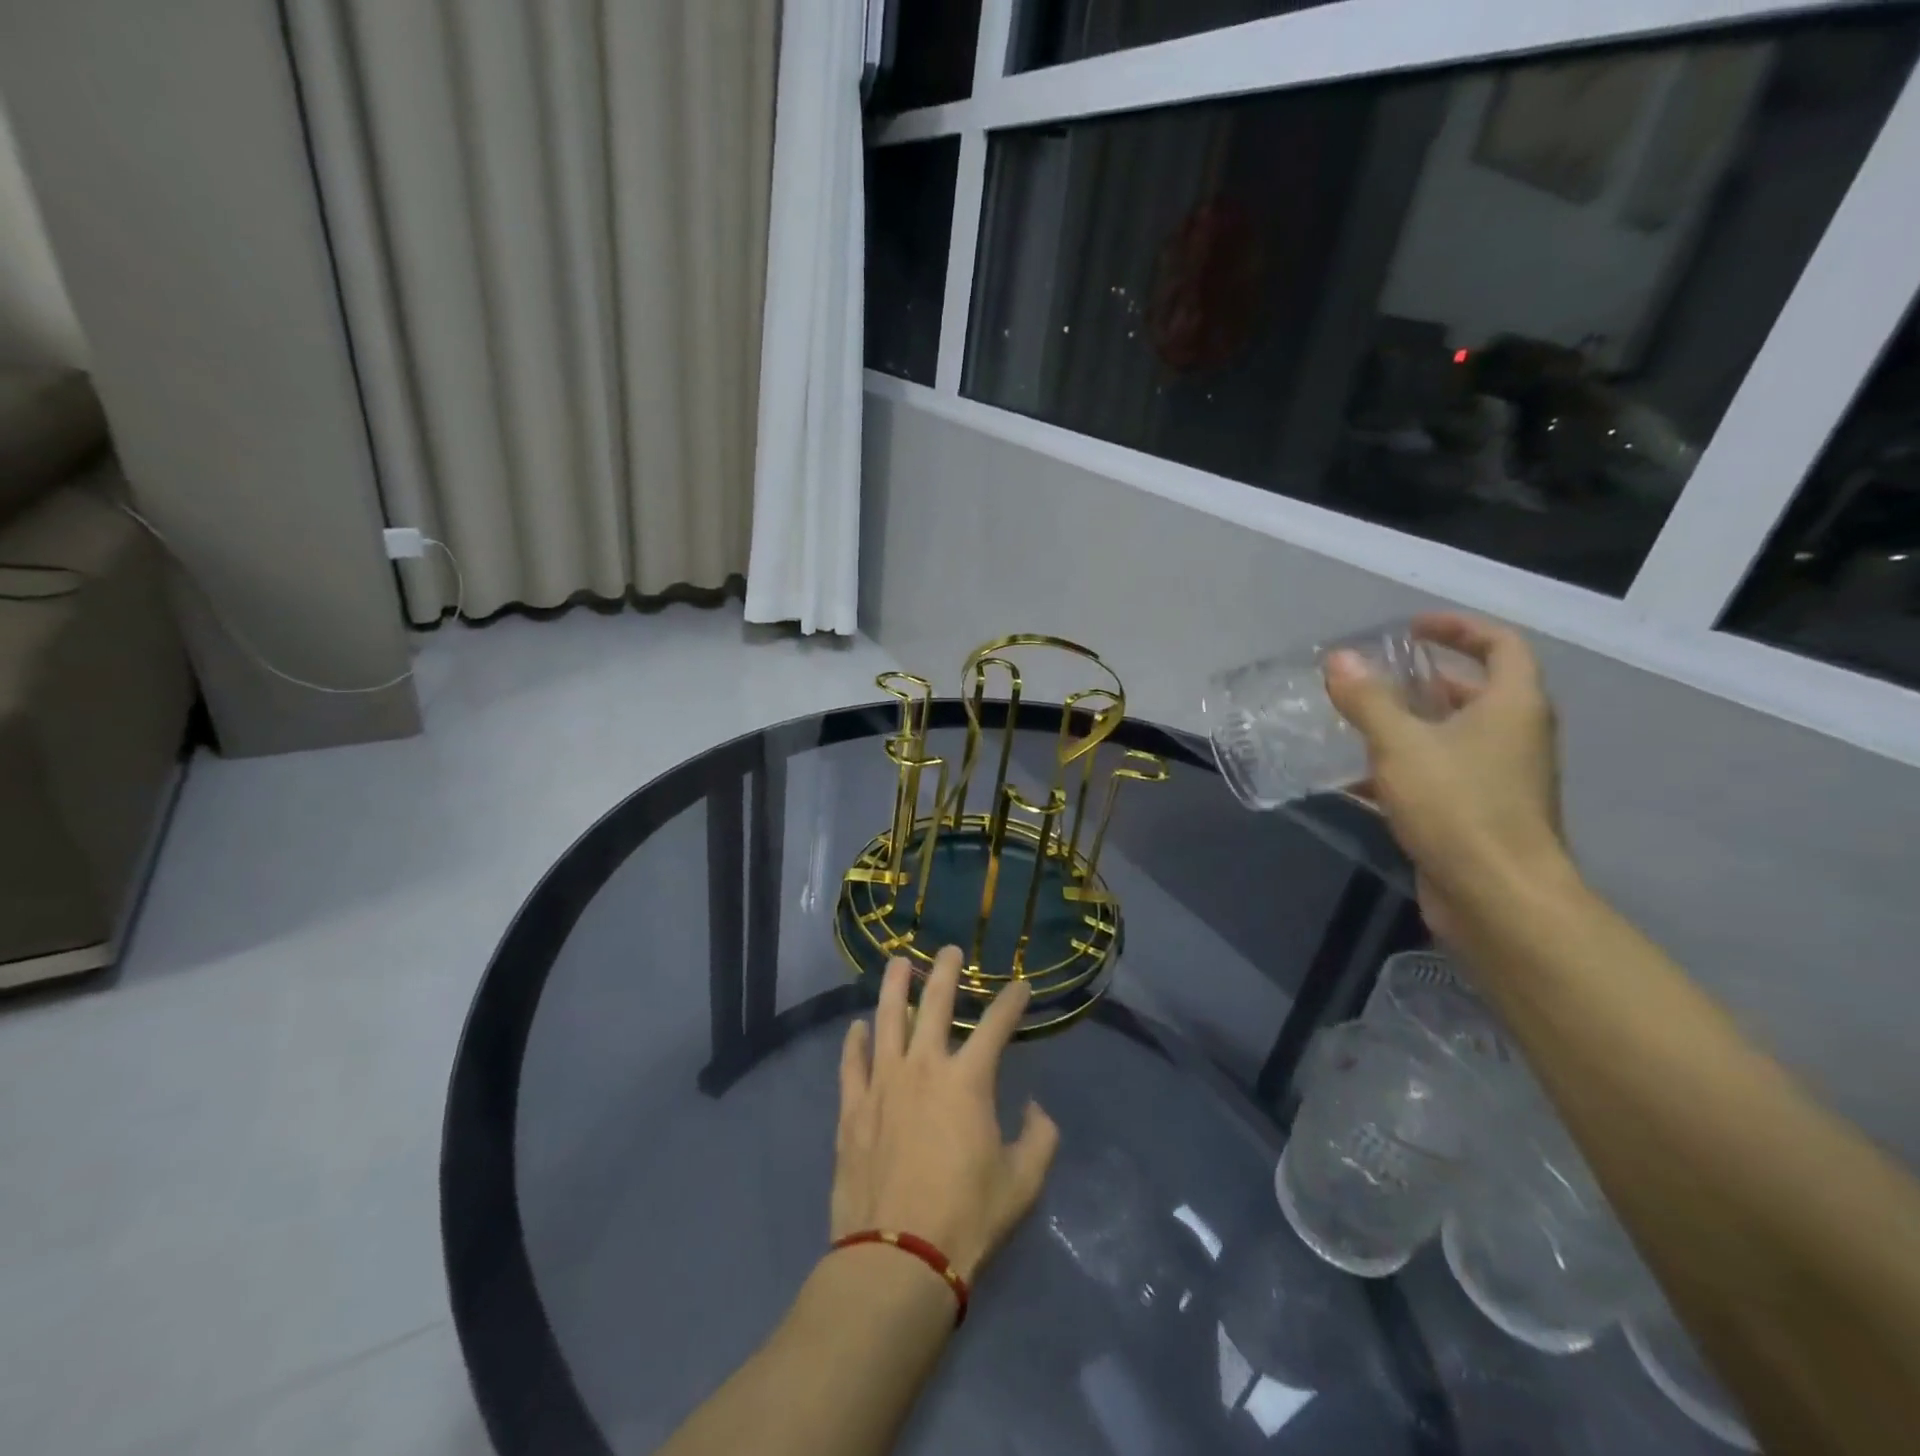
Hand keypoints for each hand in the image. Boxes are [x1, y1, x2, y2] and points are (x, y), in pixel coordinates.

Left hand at [832, 947, 1059, 1283]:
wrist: (897, 1257)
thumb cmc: (967, 1218)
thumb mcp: (1022, 1183)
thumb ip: (1039, 1138)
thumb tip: (1035, 1109)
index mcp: (967, 1081)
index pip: (995, 1026)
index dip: (1011, 1002)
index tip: (1021, 985)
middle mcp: (923, 1068)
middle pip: (933, 1005)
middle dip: (945, 972)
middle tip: (950, 949)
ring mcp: (882, 1084)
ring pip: (886, 1020)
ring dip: (893, 987)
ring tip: (898, 962)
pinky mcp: (853, 1109)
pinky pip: (852, 1063)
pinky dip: (854, 1042)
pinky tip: (857, 1027)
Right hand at [1324, 612, 1571, 941]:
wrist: (1497, 897)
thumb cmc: (1459, 807)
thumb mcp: (1402, 745)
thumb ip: (1368, 700)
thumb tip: (1339, 659)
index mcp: (1513, 707)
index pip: (1500, 645)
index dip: (1458, 628)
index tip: (1411, 628)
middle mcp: (1513, 736)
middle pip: (1473, 691)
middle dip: (1423, 679)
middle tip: (1373, 676)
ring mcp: (1497, 778)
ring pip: (1451, 735)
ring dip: (1407, 723)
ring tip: (1355, 719)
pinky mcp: (1475, 813)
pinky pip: (1436, 773)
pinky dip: (1400, 766)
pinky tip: (1353, 776)